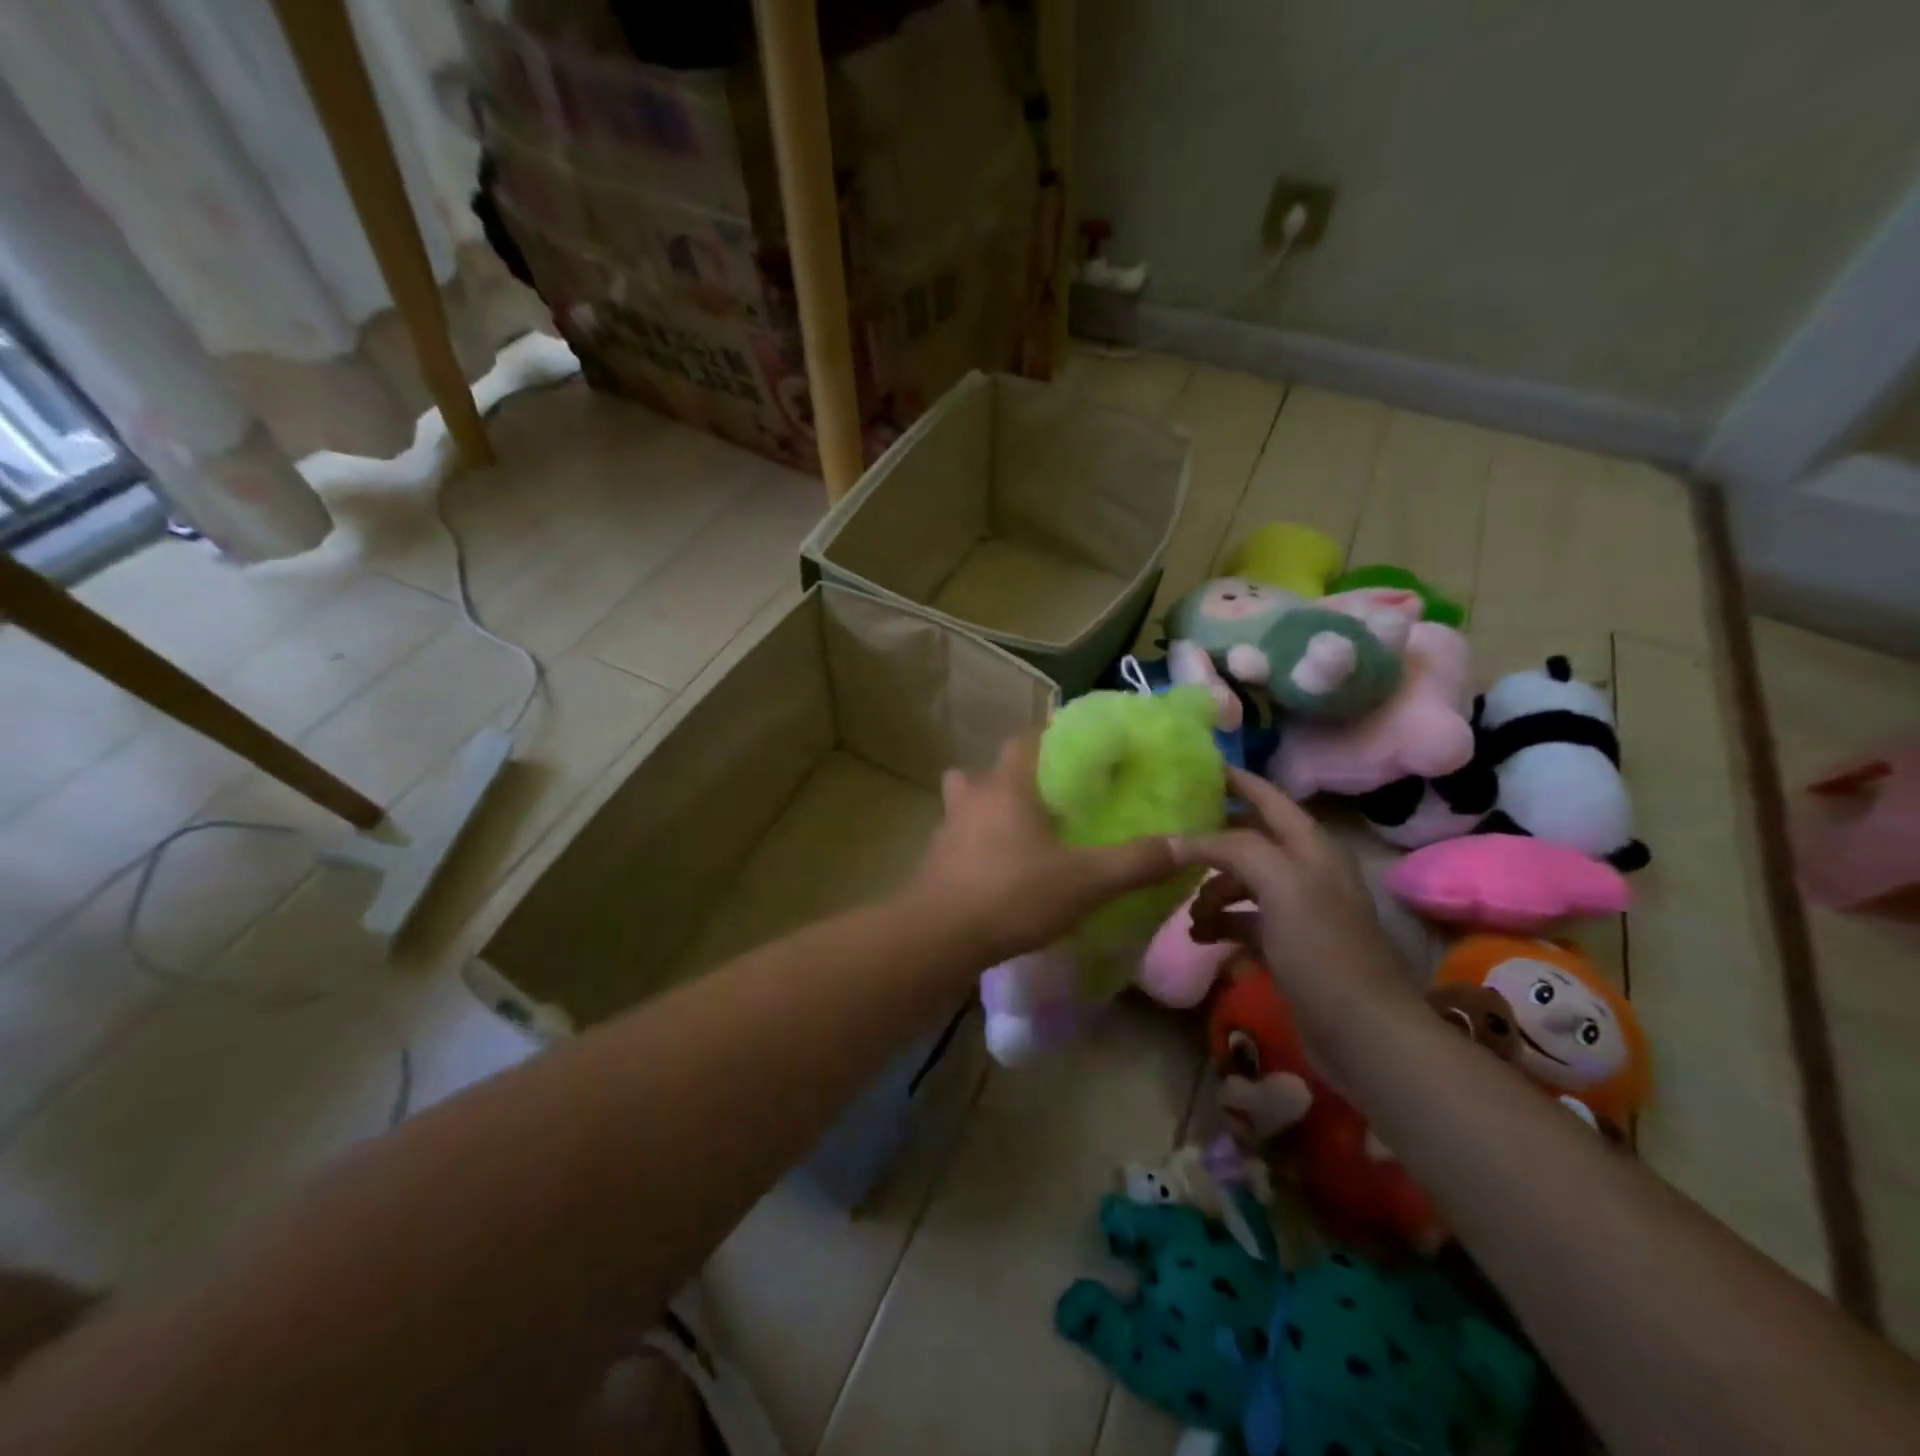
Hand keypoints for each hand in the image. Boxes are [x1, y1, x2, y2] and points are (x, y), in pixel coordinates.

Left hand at [908, 735, 1180, 964]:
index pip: (1026, 740)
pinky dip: (976, 842)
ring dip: (987, 806)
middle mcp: (973, 797)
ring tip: (1019, 829)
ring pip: (966, 800)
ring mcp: (948, 828)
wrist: (938, 937)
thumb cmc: (1013, 895)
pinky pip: (959, 837)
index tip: (1077, 751)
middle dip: (1017, 775)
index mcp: (1008, 786)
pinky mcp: (935, 860)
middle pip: (990, 769)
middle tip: (1049, 795)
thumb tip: (1186, 845)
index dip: (1051, 738)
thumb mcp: (1086, 881)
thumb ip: (1135, 862)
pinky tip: (997, 868)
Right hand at [1176, 770, 1416, 1023]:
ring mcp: (1299, 911)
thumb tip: (1181, 840)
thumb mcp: (1280, 885)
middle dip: (1212, 842)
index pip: (1269, 798)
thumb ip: (1233, 850)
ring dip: (1212, 891)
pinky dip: (1223, 923)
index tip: (1198, 768)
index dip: (1237, 780)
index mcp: (1311, 847)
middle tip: (1171, 843)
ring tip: (1188, 912)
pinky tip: (1201, 937)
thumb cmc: (1323, 949)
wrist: (1363, 1032)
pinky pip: (1246, 921)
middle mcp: (1307, 871)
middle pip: (1250, 842)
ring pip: (1243, 883)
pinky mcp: (1290, 947)